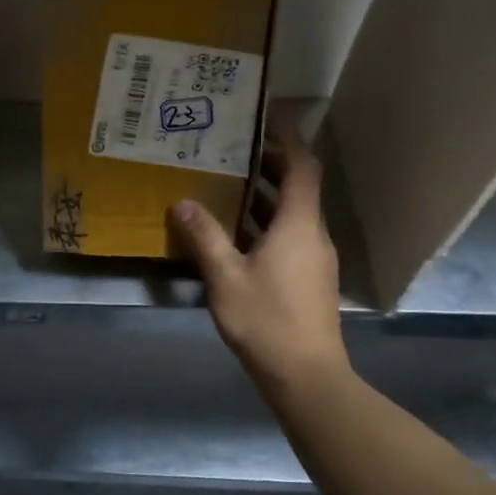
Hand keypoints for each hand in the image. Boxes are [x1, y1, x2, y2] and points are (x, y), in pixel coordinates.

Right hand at [170, 138, 351, 393]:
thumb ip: (204, 237)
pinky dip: (263, 223)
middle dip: (267, 164)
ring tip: (223, 183)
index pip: (302, 167)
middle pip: (296, 187)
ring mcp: (312, 258)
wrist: (307, 378)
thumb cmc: (267, 321)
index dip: (287, 138)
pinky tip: (232, 232)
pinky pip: (287, 235)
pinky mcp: (307, 278)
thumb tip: (183, 202)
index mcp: (298, 225)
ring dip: (262, 196)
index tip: (265, 116)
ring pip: (290, 213)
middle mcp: (312, 234)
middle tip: (229, 148)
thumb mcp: (226, 277)